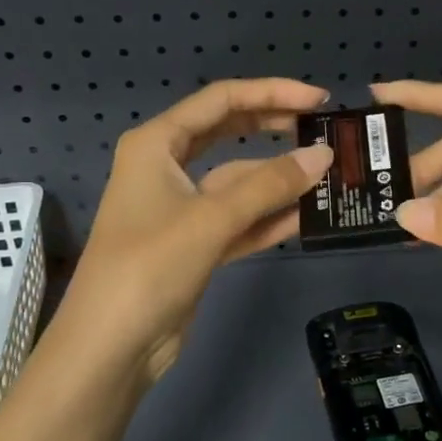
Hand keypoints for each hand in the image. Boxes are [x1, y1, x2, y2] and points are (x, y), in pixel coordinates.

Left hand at [48, 79, 331, 382]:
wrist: (111, 347)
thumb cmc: (149, 266)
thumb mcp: (211, 218)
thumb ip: (270, 185)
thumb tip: (324, 155)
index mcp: (157, 144)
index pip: (221, 100)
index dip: (272, 93)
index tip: (318, 99)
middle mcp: (168, 167)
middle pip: (230, 134)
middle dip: (276, 129)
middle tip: (326, 131)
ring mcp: (183, 208)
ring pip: (239, 181)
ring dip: (279, 180)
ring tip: (330, 175)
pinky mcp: (196, 244)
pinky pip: (240, 219)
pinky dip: (270, 217)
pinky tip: (308, 215)